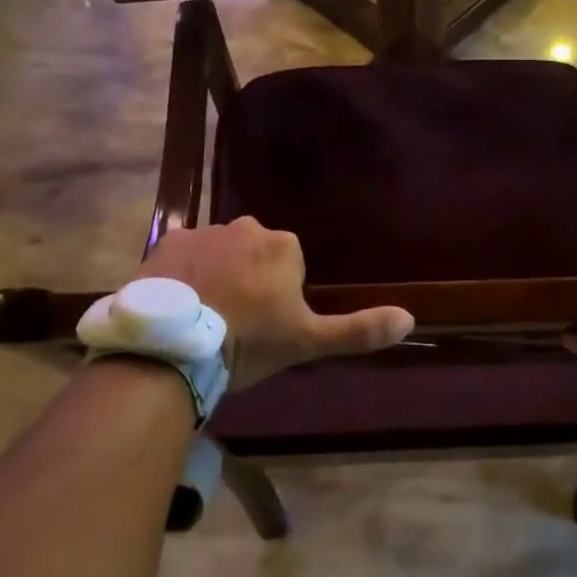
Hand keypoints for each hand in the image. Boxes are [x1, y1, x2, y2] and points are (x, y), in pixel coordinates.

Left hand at [133, 218, 413, 391]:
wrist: (174, 349)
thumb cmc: (248, 343)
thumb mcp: (307, 342)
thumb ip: (358, 330)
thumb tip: (410, 318)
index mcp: (282, 245)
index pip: (288, 263)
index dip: (278, 295)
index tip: (265, 326)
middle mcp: (245, 227)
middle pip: (253, 252)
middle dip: (248, 278)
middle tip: (235, 322)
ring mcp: (202, 232)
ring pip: (218, 252)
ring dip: (216, 274)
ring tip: (202, 317)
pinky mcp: (166, 243)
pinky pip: (182, 256)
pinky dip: (182, 274)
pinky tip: (177, 306)